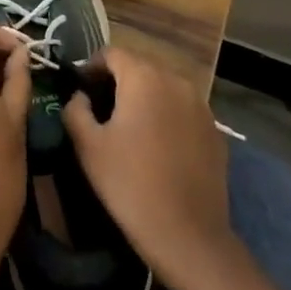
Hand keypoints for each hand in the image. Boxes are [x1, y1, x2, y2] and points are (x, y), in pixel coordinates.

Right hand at [63, 47, 233, 287]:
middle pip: (139, 67)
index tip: (81, 91)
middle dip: (118, 82)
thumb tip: (80, 96)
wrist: (188, 236)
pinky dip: (167, 117)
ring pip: (163, 87)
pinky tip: (158, 147)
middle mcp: (175, 80)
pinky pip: (182, 110)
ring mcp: (200, 105)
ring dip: (144, 98)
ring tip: (130, 128)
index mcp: (143, 77)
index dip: (91, 67)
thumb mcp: (88, 146)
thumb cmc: (130, 185)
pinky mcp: (215, 131)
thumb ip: (75, 110)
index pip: (111, 53)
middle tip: (101, 110)